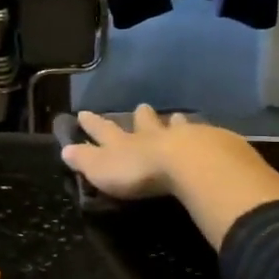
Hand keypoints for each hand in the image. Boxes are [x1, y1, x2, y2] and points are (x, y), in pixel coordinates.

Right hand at [61, 105, 278, 249]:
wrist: (190, 164)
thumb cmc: (141, 172)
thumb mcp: (103, 170)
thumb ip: (85, 160)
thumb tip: (64, 150)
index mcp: (125, 143)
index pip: (104, 131)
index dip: (93, 125)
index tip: (84, 113)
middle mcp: (153, 135)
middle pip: (145, 123)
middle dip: (140, 117)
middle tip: (141, 107)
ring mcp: (185, 137)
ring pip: (177, 126)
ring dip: (174, 123)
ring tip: (177, 116)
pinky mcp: (213, 145)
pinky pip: (206, 137)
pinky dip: (204, 136)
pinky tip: (211, 137)